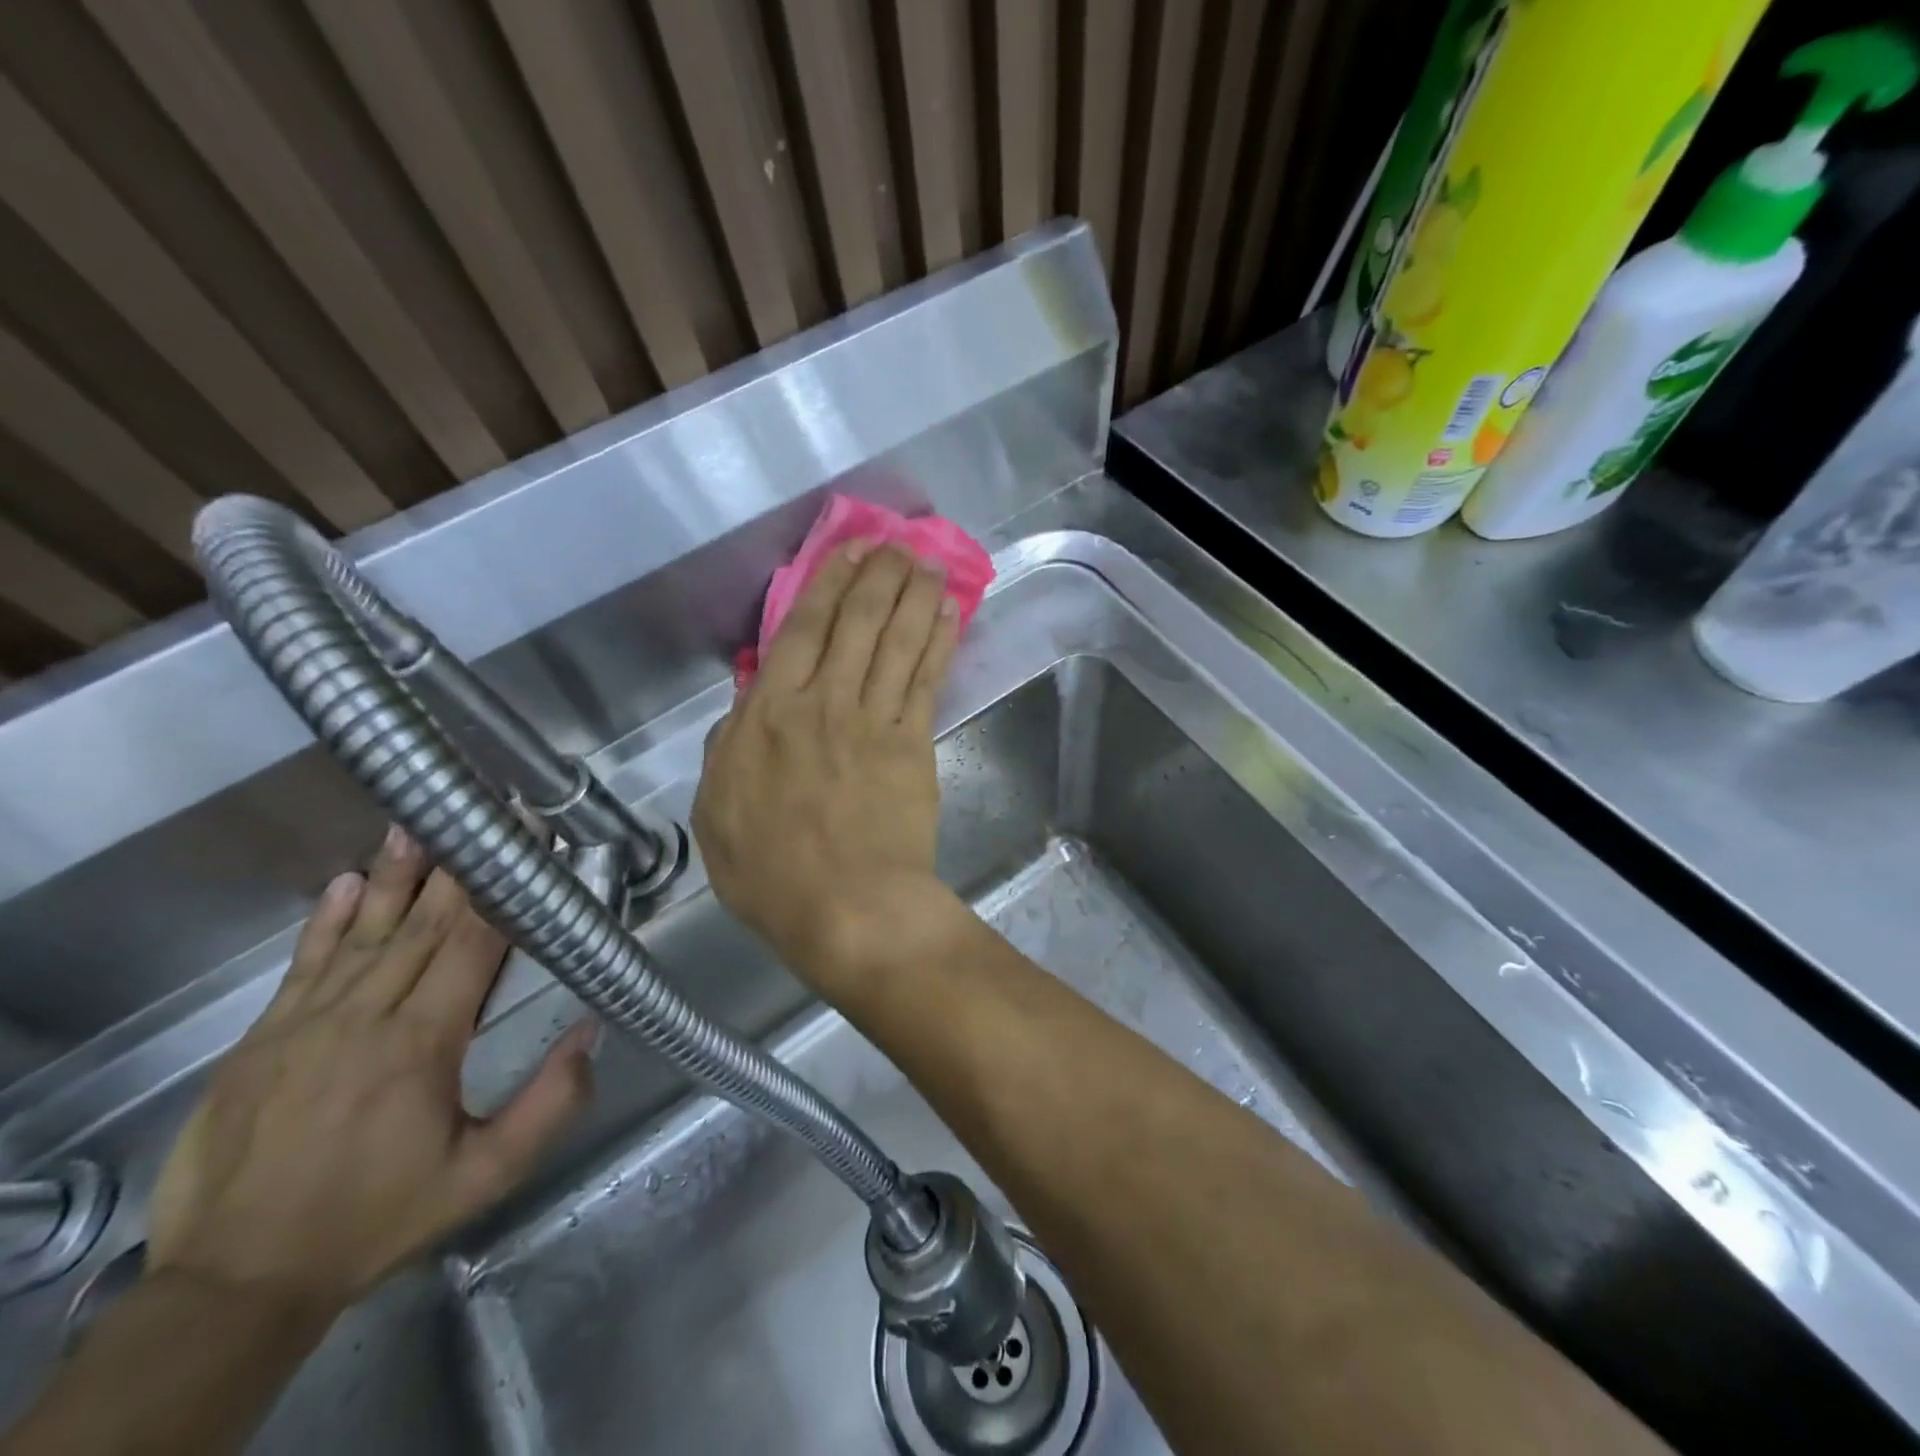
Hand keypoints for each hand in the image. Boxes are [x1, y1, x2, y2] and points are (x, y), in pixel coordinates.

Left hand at [146, 830, 595, 1318]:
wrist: (236, 1283)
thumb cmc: (377, 1219)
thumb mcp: (484, 1177)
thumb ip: (549, 1104)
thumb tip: (591, 1032)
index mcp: (420, 1045)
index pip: (470, 948)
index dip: (501, 894)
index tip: (523, 849)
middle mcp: (362, 1020)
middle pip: (420, 928)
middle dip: (457, 870)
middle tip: (476, 817)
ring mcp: (302, 1026)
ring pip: (361, 935)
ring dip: (394, 878)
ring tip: (413, 827)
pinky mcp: (259, 1041)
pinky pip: (302, 966)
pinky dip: (327, 920)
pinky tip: (347, 882)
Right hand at [694, 540, 960, 995]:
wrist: (847, 907)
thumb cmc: (771, 872)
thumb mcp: (717, 813)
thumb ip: (728, 751)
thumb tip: (744, 708)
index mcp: (767, 715)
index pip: (799, 632)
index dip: (825, 586)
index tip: (845, 555)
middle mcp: (822, 702)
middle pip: (855, 623)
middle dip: (877, 577)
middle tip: (896, 544)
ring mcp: (873, 719)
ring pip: (895, 640)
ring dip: (913, 596)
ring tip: (927, 563)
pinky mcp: (914, 743)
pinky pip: (926, 679)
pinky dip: (937, 641)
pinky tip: (948, 614)